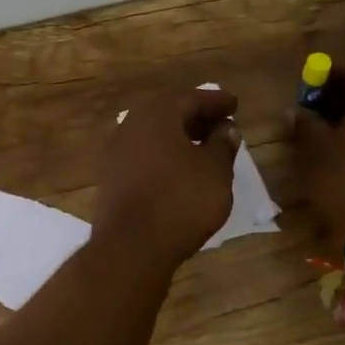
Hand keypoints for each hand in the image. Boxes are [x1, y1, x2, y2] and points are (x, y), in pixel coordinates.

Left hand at [92, 87, 240, 269]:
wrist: (130, 246)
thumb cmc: (180, 201)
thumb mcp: (215, 171)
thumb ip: (222, 145)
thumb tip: (225, 129)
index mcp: (157, 115)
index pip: (190, 97)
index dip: (215, 101)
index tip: (234, 105)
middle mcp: (131, 126)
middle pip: (167, 113)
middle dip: (195, 116)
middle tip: (219, 123)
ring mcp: (116, 152)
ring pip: (153, 134)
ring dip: (178, 136)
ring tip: (203, 147)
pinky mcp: (111, 178)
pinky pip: (143, 155)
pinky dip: (163, 155)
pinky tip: (179, 169)